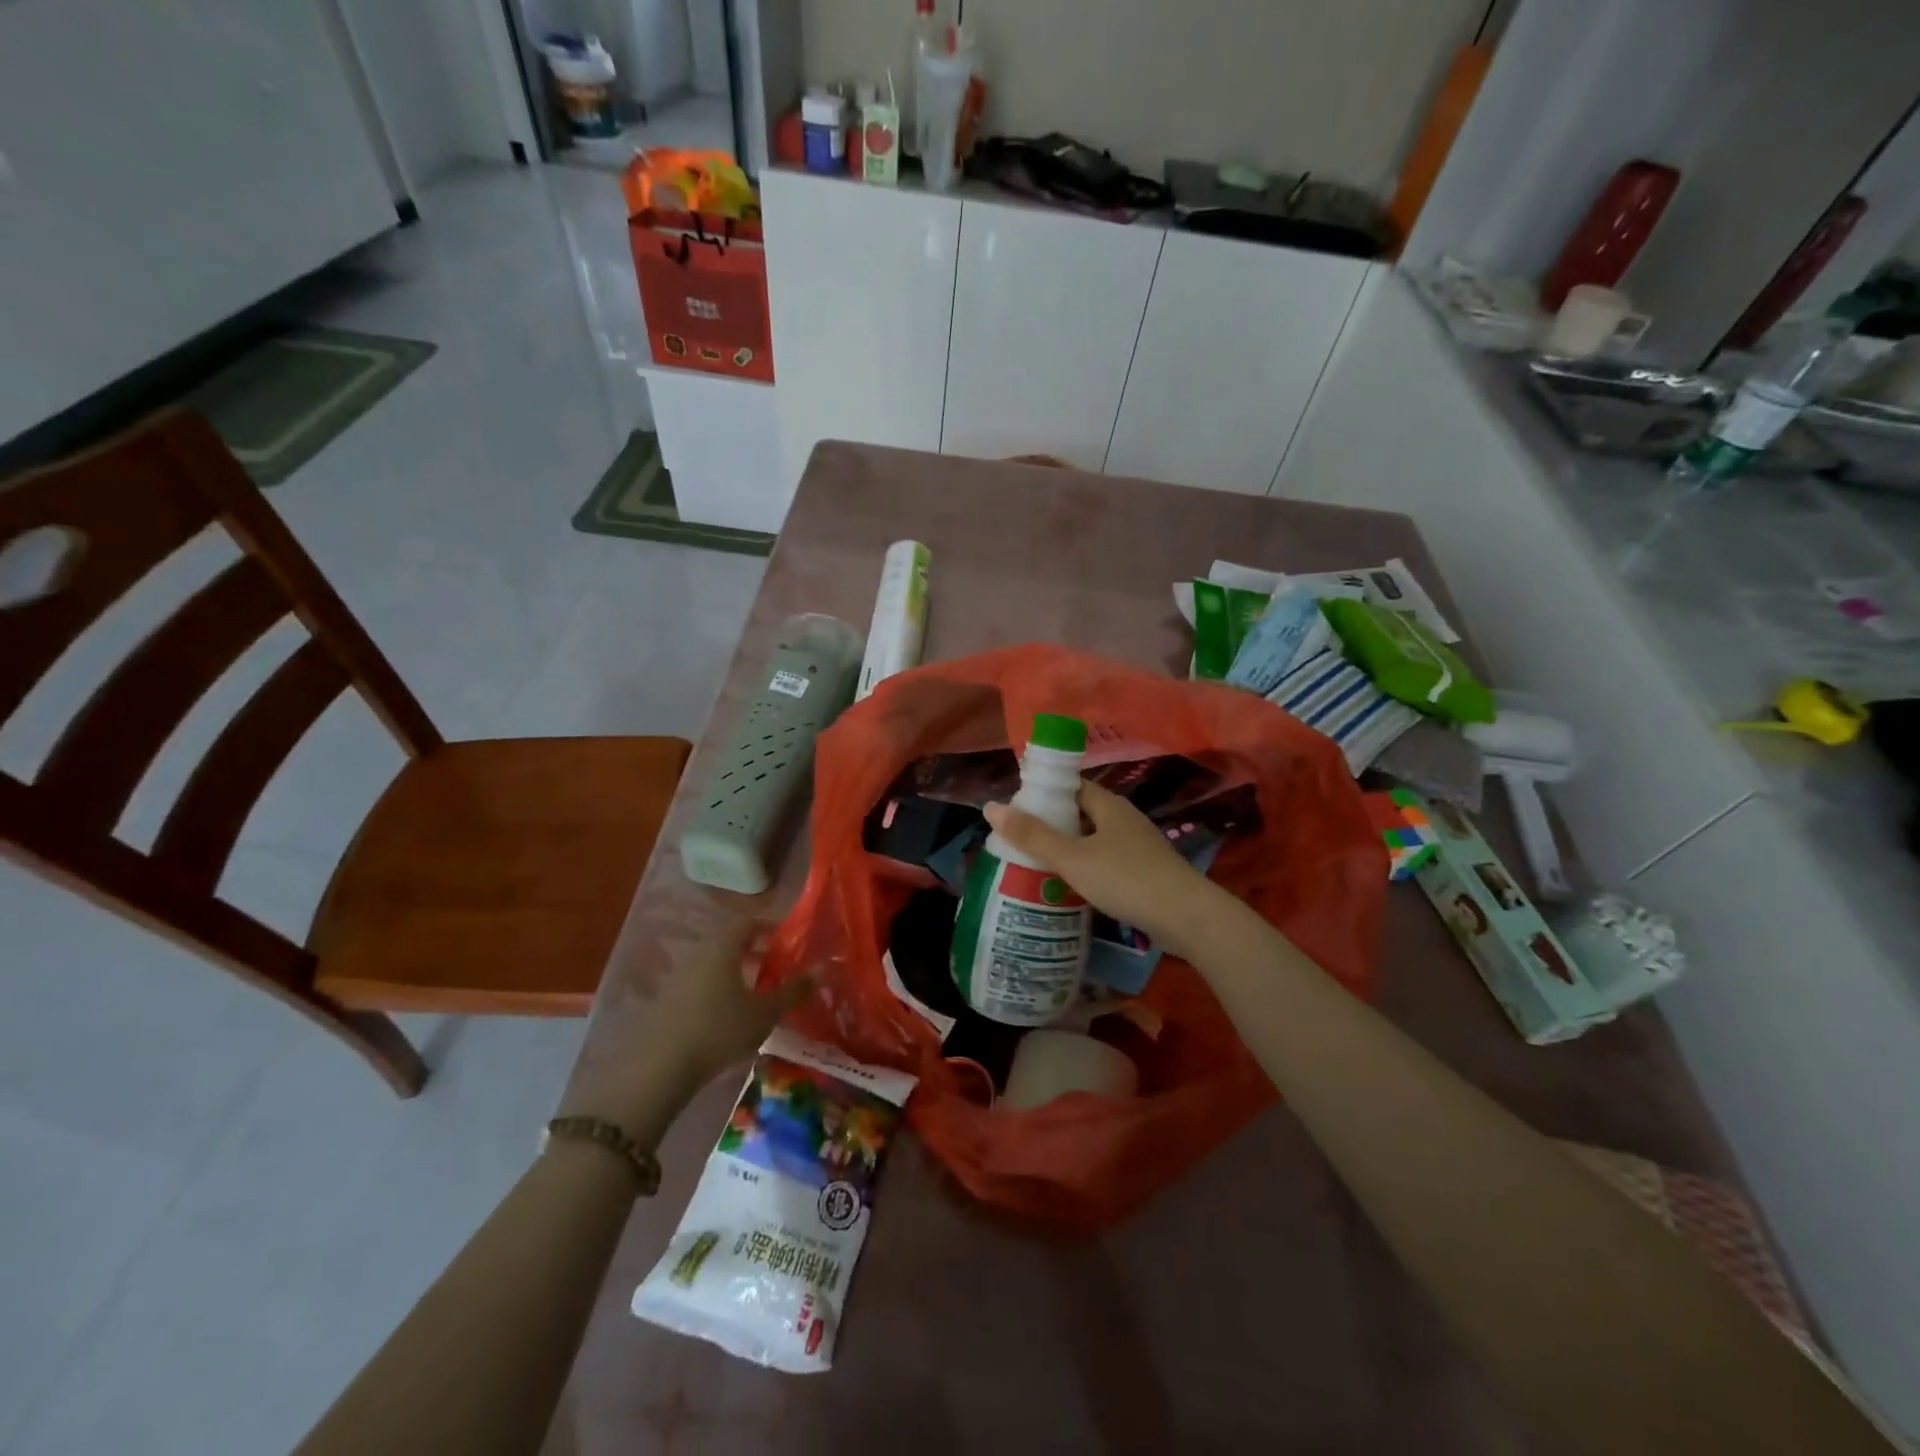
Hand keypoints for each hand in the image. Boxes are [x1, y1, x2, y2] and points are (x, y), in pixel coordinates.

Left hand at [590, 922, 813, 1140]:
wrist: (661, 1067)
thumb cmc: (720, 1030)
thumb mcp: (765, 1013)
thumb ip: (793, 991)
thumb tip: (821, 971)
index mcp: (723, 948)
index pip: (747, 922)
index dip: (768, 927)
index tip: (785, 942)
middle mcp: (699, 954)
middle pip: (729, 943)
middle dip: (754, 952)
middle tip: (775, 970)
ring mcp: (678, 977)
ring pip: (712, 964)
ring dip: (734, 972)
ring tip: (754, 996)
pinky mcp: (666, 1001)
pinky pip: (698, 984)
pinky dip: (716, 990)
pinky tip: (726, 1016)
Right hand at [983, 782, 1215, 957]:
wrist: (1186, 917)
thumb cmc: (1126, 879)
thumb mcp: (1073, 858)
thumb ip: (1033, 835)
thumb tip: (990, 807)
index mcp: (1108, 804)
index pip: (1070, 786)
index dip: (1042, 794)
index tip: (1015, 812)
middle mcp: (1123, 818)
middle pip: (1080, 813)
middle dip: (1050, 825)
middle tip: (1017, 842)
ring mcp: (1137, 845)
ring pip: (1093, 840)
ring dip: (1067, 849)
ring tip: (1035, 865)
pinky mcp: (1144, 871)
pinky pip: (1106, 861)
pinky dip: (1085, 868)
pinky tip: (1070, 886)